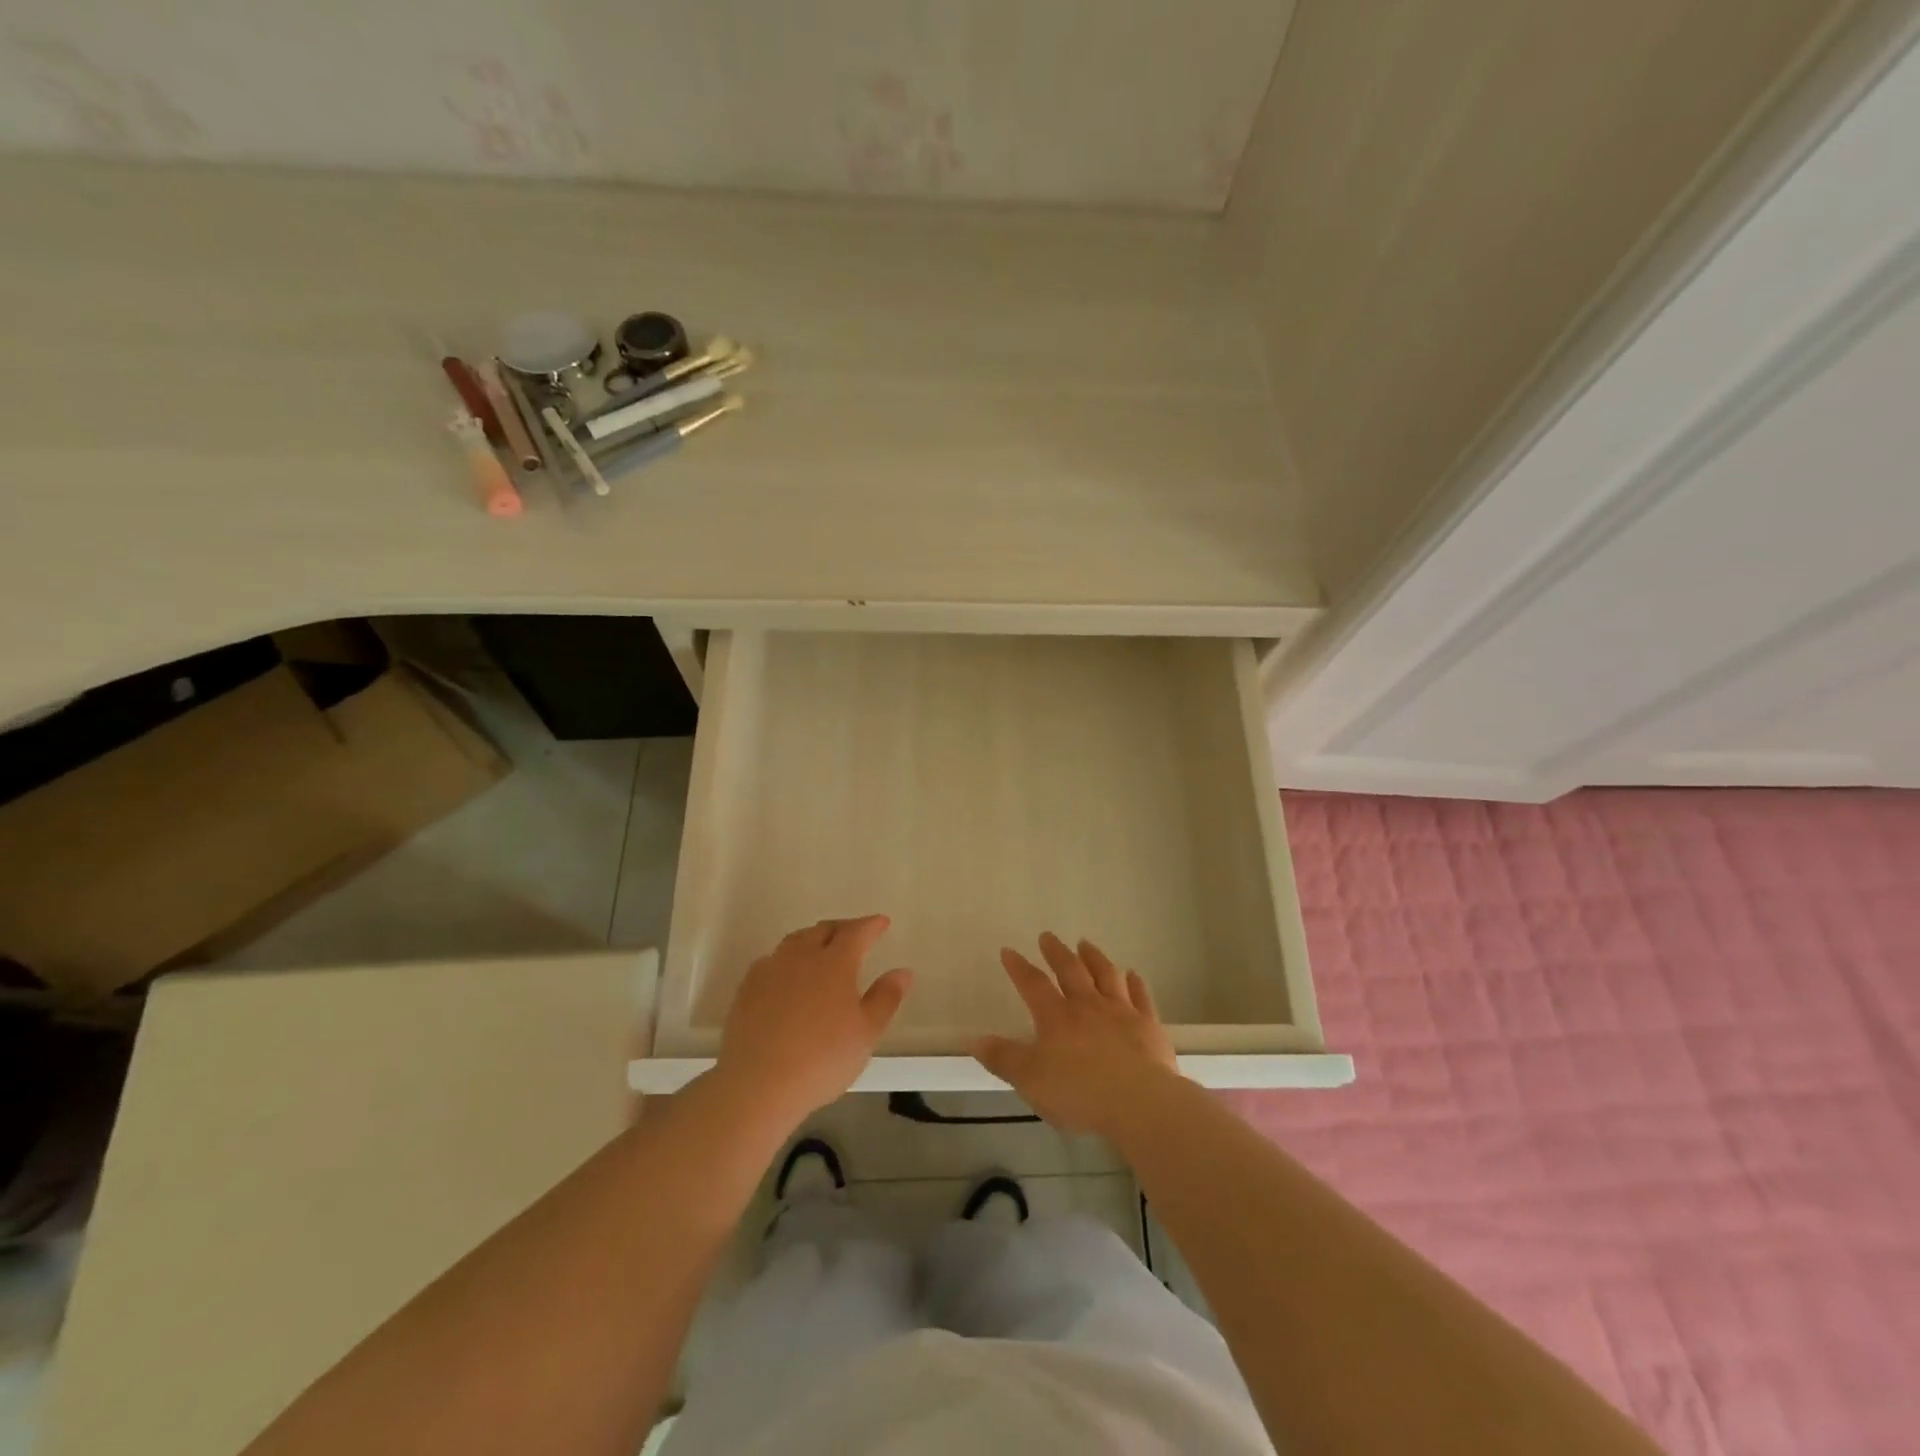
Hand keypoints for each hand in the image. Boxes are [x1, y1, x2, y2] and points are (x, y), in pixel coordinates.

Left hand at [716, 915, 911, 1127]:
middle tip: (854, 934)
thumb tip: (902, 972)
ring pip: (795, 941)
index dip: (871, 925)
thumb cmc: (822, 1059)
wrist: (757, 1084)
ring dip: (813, 938)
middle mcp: (801, 956)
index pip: (856, 932)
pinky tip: (788, 974)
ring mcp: (770, 970)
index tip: (882, 922)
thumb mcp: (866, 1033)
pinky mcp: (747, 988)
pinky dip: (787, 959)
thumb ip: (886, 998)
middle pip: (823, 930)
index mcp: (835, 963)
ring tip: (821, 949)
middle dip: (842, 928)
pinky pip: (772, 960)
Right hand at [971, 932, 1180, 1136]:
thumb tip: (973, 1039)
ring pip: (1106, 975)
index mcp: (1056, 1017)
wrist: (1139, 1102)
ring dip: (1094, 957)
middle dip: (1056, 952)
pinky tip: (1132, 974)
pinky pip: (1140, 996)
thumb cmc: (1079, 1092)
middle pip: (1070, 970)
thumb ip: (1002, 1058)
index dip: (1019, 967)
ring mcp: (1121, 1012)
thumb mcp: (1030, 1080)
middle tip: (1048, 936)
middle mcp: (1088, 1005)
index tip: (1009, 950)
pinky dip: (1135, 983)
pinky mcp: (1149, 1025)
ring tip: (1085, 943)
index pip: (1033, 984)